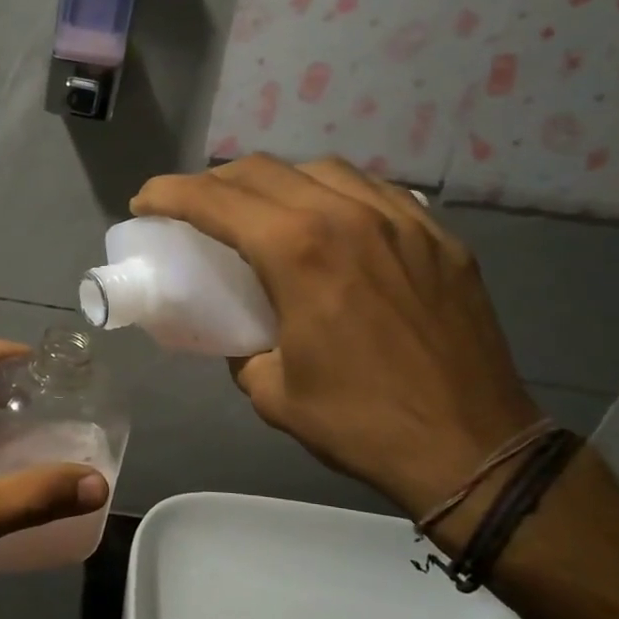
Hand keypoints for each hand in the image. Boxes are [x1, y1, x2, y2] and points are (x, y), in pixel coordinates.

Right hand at [131, 155, 538, 519]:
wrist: (473, 448)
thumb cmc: (361, 423)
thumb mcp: (272, 392)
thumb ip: (243, 348)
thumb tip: (243, 332)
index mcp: (298, 252)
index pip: (215, 200)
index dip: (169, 194)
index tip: (145, 201)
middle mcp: (347, 216)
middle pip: (263, 170)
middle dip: (215, 182)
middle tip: (196, 208)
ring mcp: (401, 219)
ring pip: (322, 169)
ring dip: (276, 181)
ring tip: (264, 210)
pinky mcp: (438, 235)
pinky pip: (375, 190)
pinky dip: (335, 194)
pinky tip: (331, 221)